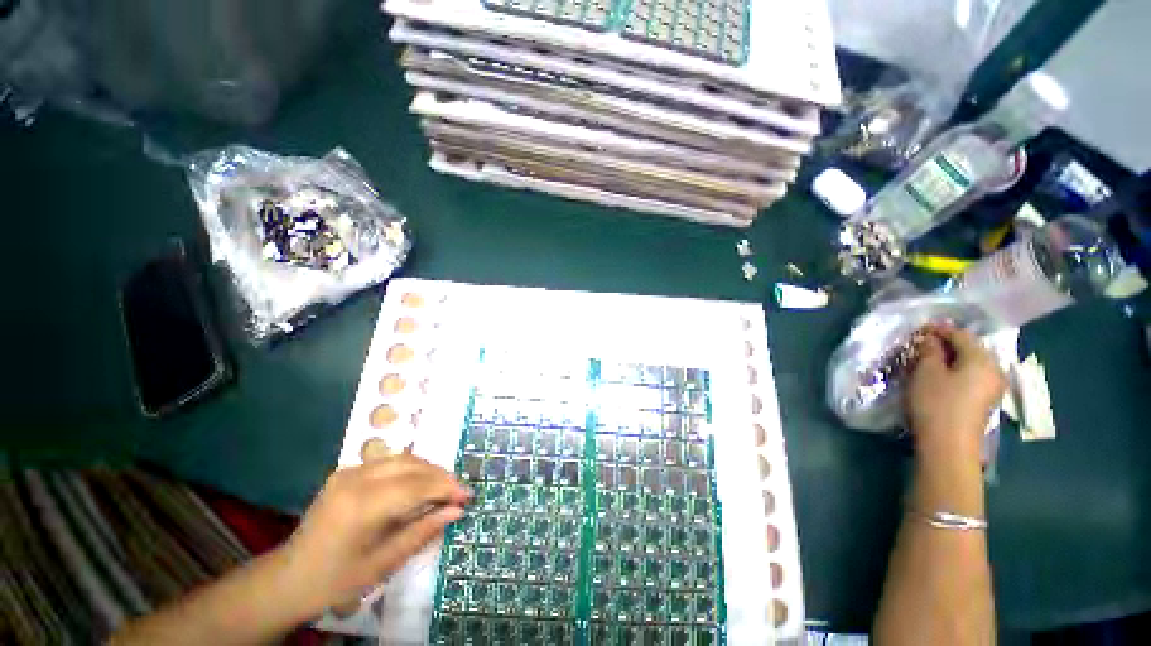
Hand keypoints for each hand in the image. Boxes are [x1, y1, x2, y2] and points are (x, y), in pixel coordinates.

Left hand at [275, 454, 471, 616]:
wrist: (289, 577)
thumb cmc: (337, 579)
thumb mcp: (384, 563)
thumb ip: (423, 531)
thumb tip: (457, 510)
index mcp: (362, 505)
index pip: (417, 485)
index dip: (447, 488)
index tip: (468, 496)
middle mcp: (356, 479)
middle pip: (412, 466)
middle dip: (440, 476)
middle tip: (459, 492)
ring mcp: (349, 472)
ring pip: (403, 459)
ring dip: (428, 470)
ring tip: (443, 488)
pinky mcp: (346, 472)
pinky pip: (389, 462)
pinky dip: (411, 470)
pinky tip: (418, 484)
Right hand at [904, 324, 1006, 461]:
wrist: (949, 445)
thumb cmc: (937, 403)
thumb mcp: (926, 372)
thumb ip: (929, 350)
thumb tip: (931, 338)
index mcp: (982, 359)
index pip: (961, 334)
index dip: (939, 329)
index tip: (918, 329)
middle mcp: (994, 369)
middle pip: (969, 348)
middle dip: (946, 344)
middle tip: (921, 345)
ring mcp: (992, 387)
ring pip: (970, 363)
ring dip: (949, 359)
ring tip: (927, 361)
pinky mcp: (985, 401)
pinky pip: (971, 376)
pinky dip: (955, 372)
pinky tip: (939, 377)